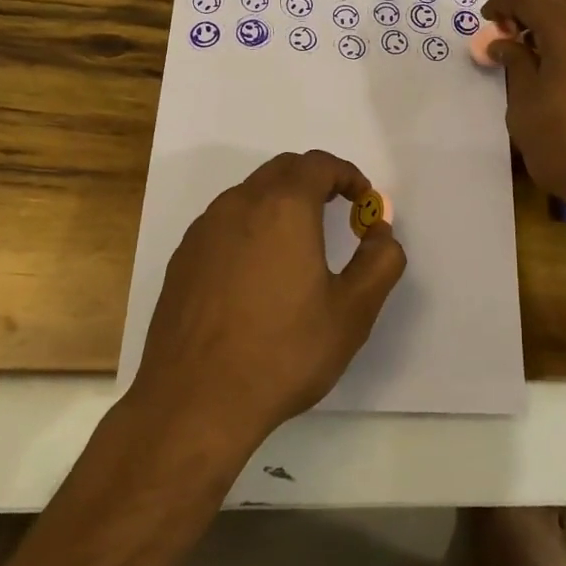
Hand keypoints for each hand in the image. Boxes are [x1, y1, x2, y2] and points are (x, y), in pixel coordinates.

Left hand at [130, 150, 407, 452]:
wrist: (195, 401)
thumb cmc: (283, 353)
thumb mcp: (352, 312)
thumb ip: (380, 261)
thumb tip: (381, 230)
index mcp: (284, 207)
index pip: (319, 164)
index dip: (347, 175)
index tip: (364, 200)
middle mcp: (240, 204)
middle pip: (282, 170)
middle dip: (315, 181)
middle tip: (337, 210)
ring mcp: (204, 230)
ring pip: (249, 194)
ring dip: (280, 202)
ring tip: (299, 243)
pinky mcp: (183, 257)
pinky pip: (225, 223)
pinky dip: (251, 227)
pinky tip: (257, 273)